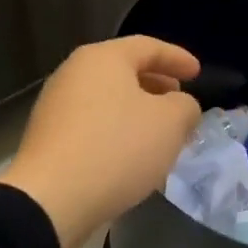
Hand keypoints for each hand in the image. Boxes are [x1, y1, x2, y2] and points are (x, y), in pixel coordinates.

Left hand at [0, 36, 202, 247]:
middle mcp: (74, 73)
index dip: (177, 58)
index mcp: (102, 58)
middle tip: (180, 102)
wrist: (51, 200)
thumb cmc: (117, 148)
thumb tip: (179, 106)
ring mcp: (56, 106)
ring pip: (108, 100)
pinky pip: (93, 125)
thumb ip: (185, 106)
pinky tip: (131, 155)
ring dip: (137, 112)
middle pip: (124, 71)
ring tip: (160, 133)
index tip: (198, 73)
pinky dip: (117, 131)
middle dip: (157, 85)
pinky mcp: (49, 138)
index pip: (148, 47)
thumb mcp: (170, 123)